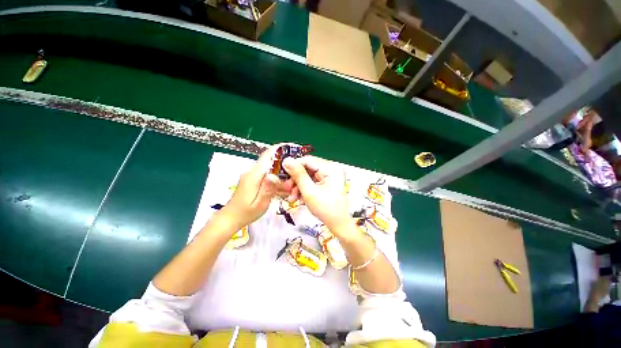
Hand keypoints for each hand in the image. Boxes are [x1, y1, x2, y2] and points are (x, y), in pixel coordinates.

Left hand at [219, 145, 286, 229]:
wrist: (230, 218)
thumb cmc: (246, 213)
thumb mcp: (260, 203)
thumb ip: (268, 188)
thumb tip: (275, 175)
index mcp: (254, 175)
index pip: (268, 156)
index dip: (280, 149)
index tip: (293, 147)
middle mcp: (253, 171)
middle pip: (270, 160)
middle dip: (285, 161)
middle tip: (297, 169)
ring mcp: (252, 175)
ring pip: (270, 167)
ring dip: (281, 170)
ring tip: (291, 179)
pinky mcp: (253, 179)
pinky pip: (267, 173)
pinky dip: (276, 176)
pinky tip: (282, 185)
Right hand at [283, 156, 351, 232]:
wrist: (338, 225)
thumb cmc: (326, 209)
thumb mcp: (309, 191)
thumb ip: (298, 175)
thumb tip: (286, 160)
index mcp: (331, 168)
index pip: (308, 160)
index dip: (293, 166)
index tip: (283, 175)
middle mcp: (331, 169)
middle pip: (307, 168)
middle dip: (296, 180)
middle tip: (287, 190)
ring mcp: (329, 176)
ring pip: (307, 176)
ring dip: (298, 187)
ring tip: (292, 198)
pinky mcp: (326, 182)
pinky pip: (311, 182)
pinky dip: (304, 189)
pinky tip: (300, 199)